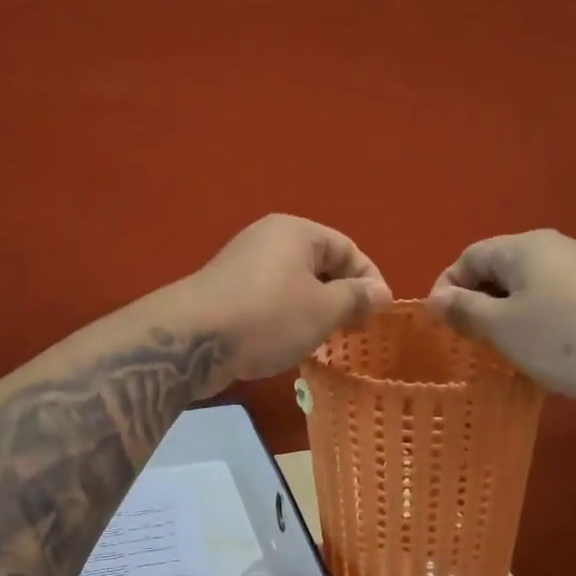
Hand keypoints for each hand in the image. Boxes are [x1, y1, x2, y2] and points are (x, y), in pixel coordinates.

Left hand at [183, 215, 392, 381]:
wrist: (193, 341)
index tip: (380, 314)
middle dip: (342, 297)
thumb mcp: (323, 310)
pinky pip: (271, 300)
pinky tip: (290, 344)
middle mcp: (268, 239)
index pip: (348, 248)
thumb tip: (382, 292)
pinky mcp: (227, 292)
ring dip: (315, 311)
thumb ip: (356, 298)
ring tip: (326, 341)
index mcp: (296, 231)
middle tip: (355, 331)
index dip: (370, 280)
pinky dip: (288, 318)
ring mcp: (244, 265)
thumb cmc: (268, 317)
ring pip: (295, 285)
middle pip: (320, 265)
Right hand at [426, 230, 575, 409]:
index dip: (447, 287)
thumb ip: (465, 311)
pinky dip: (536, 325)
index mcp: (524, 248)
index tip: (440, 324)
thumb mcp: (503, 328)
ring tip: (502, 353)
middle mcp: (554, 249)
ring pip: (527, 291)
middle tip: (469, 342)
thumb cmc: (566, 339)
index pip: (469, 256)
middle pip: (498, 271)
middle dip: (477, 305)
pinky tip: (541, 356)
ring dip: (506, 319)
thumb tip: (437, 299)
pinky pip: (554, 304)